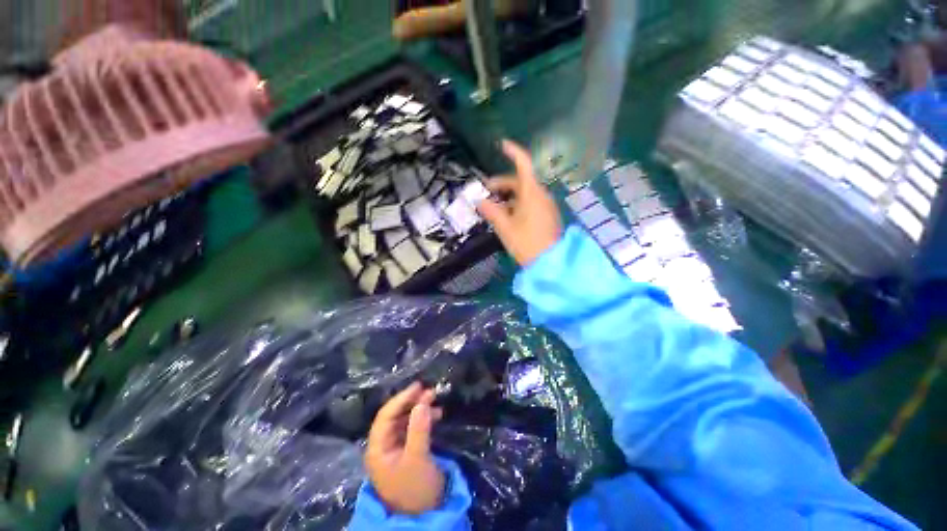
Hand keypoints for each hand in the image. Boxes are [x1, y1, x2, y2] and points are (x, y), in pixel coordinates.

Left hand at [365, 383, 444, 514]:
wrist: (426, 515)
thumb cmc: (416, 488)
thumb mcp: (418, 458)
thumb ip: (418, 429)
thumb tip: (422, 402)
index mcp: (378, 449)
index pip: (385, 416)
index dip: (401, 399)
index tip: (417, 387)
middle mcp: (384, 446)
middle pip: (395, 416)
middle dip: (412, 402)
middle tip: (430, 391)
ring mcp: (395, 448)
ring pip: (405, 420)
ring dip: (419, 409)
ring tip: (435, 400)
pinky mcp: (407, 451)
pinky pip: (413, 428)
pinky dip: (424, 419)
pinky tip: (436, 415)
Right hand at [477, 140, 562, 265]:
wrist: (550, 263)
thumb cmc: (526, 243)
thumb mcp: (504, 227)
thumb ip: (491, 211)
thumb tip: (479, 201)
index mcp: (532, 193)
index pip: (523, 164)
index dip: (513, 152)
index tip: (501, 145)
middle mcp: (542, 195)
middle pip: (521, 181)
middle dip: (502, 184)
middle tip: (486, 192)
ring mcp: (546, 206)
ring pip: (525, 194)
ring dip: (509, 196)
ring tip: (494, 208)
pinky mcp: (548, 216)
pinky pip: (531, 203)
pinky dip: (518, 204)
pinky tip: (509, 217)